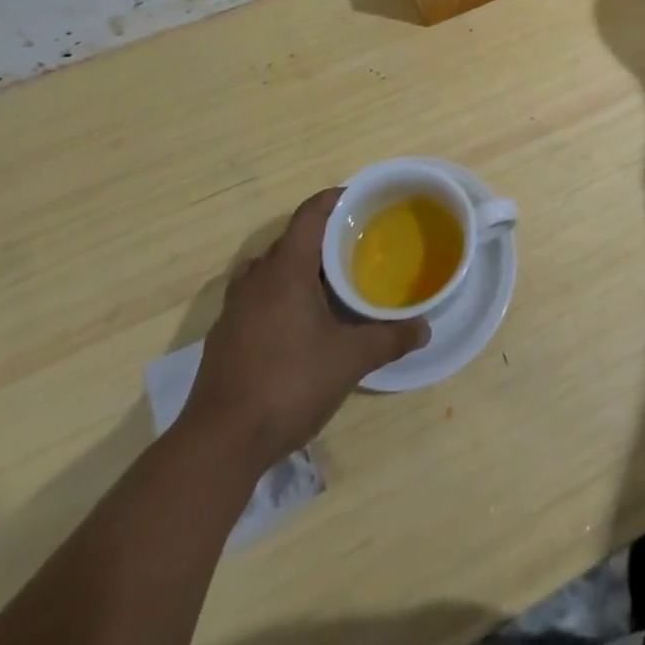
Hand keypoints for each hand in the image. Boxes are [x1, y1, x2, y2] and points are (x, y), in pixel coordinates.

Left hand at [182, 189, 426, 467]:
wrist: (219, 445)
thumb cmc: (289, 384)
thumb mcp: (350, 360)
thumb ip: (390, 339)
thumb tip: (425, 328)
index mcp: (286, 268)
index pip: (311, 213)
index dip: (336, 200)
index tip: (362, 201)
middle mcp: (256, 277)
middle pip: (292, 240)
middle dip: (324, 239)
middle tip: (358, 248)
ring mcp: (234, 307)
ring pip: (272, 270)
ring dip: (300, 270)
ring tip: (332, 285)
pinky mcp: (224, 336)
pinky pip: (258, 298)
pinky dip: (281, 297)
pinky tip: (301, 326)